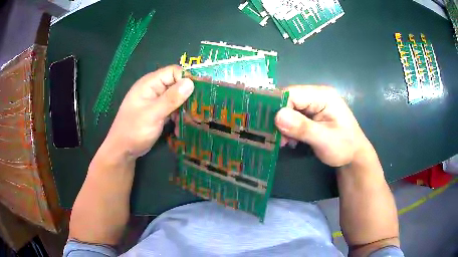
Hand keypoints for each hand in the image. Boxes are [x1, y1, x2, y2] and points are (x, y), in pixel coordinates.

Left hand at [103, 65, 193, 158]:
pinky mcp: (158, 113)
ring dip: (184, 108)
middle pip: (176, 84)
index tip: (201, 91)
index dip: (187, 78)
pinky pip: (173, 109)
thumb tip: (190, 82)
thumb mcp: (153, 114)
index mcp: (150, 83)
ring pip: (176, 98)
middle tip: (199, 107)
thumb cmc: (134, 130)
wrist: (123, 150)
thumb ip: (171, 98)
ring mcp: (156, 102)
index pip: (173, 72)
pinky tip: (182, 126)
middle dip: (188, 95)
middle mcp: (154, 89)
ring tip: (193, 119)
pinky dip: (178, 116)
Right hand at [275, 85, 369, 166]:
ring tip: (284, 142)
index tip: (272, 127)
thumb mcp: (325, 140)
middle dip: (280, 119)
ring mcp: (314, 104)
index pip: (292, 93)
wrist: (354, 156)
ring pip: (288, 109)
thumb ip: (303, 128)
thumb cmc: (344, 147)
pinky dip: (288, 129)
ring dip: (283, 126)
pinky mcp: (311, 114)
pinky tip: (289, 140)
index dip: (278, 108)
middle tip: (278, 138)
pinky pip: (293, 117)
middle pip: (288, 100)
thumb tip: (277, 116)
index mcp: (323, 95)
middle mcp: (316, 95)